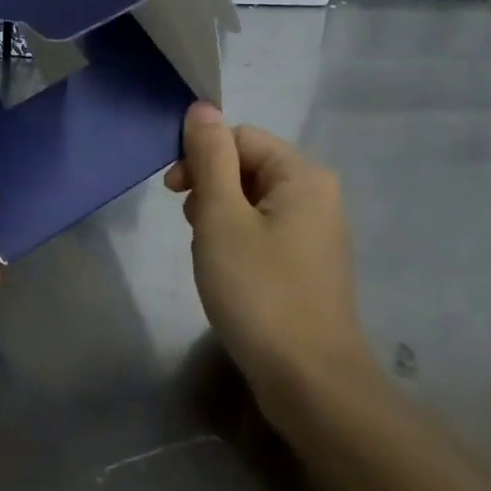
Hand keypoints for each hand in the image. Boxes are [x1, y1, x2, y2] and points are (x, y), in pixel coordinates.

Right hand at [165, 104, 373, 409]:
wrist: (310, 382)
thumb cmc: (259, 291)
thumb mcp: (221, 217)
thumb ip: (210, 158)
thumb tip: (202, 108)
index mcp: (303, 175)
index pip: (239, 137)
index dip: (201, 156)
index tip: (172, 192)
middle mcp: (318, 195)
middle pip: (248, 166)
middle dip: (210, 189)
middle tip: (192, 228)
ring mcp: (317, 232)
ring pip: (252, 201)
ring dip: (220, 217)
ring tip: (208, 256)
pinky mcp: (309, 265)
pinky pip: (265, 231)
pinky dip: (238, 241)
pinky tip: (226, 273)